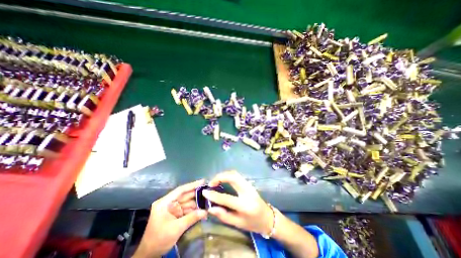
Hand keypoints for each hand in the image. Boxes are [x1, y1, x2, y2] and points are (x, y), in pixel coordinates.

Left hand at [133, 179, 206, 257]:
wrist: (149, 255)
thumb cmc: (159, 240)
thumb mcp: (176, 228)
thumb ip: (191, 218)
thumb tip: (205, 211)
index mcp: (165, 203)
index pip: (180, 190)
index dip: (192, 185)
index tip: (203, 181)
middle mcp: (169, 203)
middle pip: (185, 196)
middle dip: (197, 194)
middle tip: (209, 192)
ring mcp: (172, 209)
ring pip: (187, 203)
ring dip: (197, 203)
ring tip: (208, 202)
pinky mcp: (175, 214)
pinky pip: (186, 210)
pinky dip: (194, 210)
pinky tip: (202, 211)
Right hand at [202, 171, 272, 235]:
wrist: (268, 217)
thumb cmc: (253, 223)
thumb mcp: (238, 224)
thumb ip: (224, 216)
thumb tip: (211, 208)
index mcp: (245, 205)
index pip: (227, 198)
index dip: (214, 195)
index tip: (204, 192)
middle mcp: (248, 191)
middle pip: (233, 177)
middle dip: (220, 177)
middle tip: (211, 183)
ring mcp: (249, 185)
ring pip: (235, 174)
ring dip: (224, 175)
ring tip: (215, 181)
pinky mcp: (249, 183)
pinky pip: (237, 175)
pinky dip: (228, 175)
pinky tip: (223, 180)